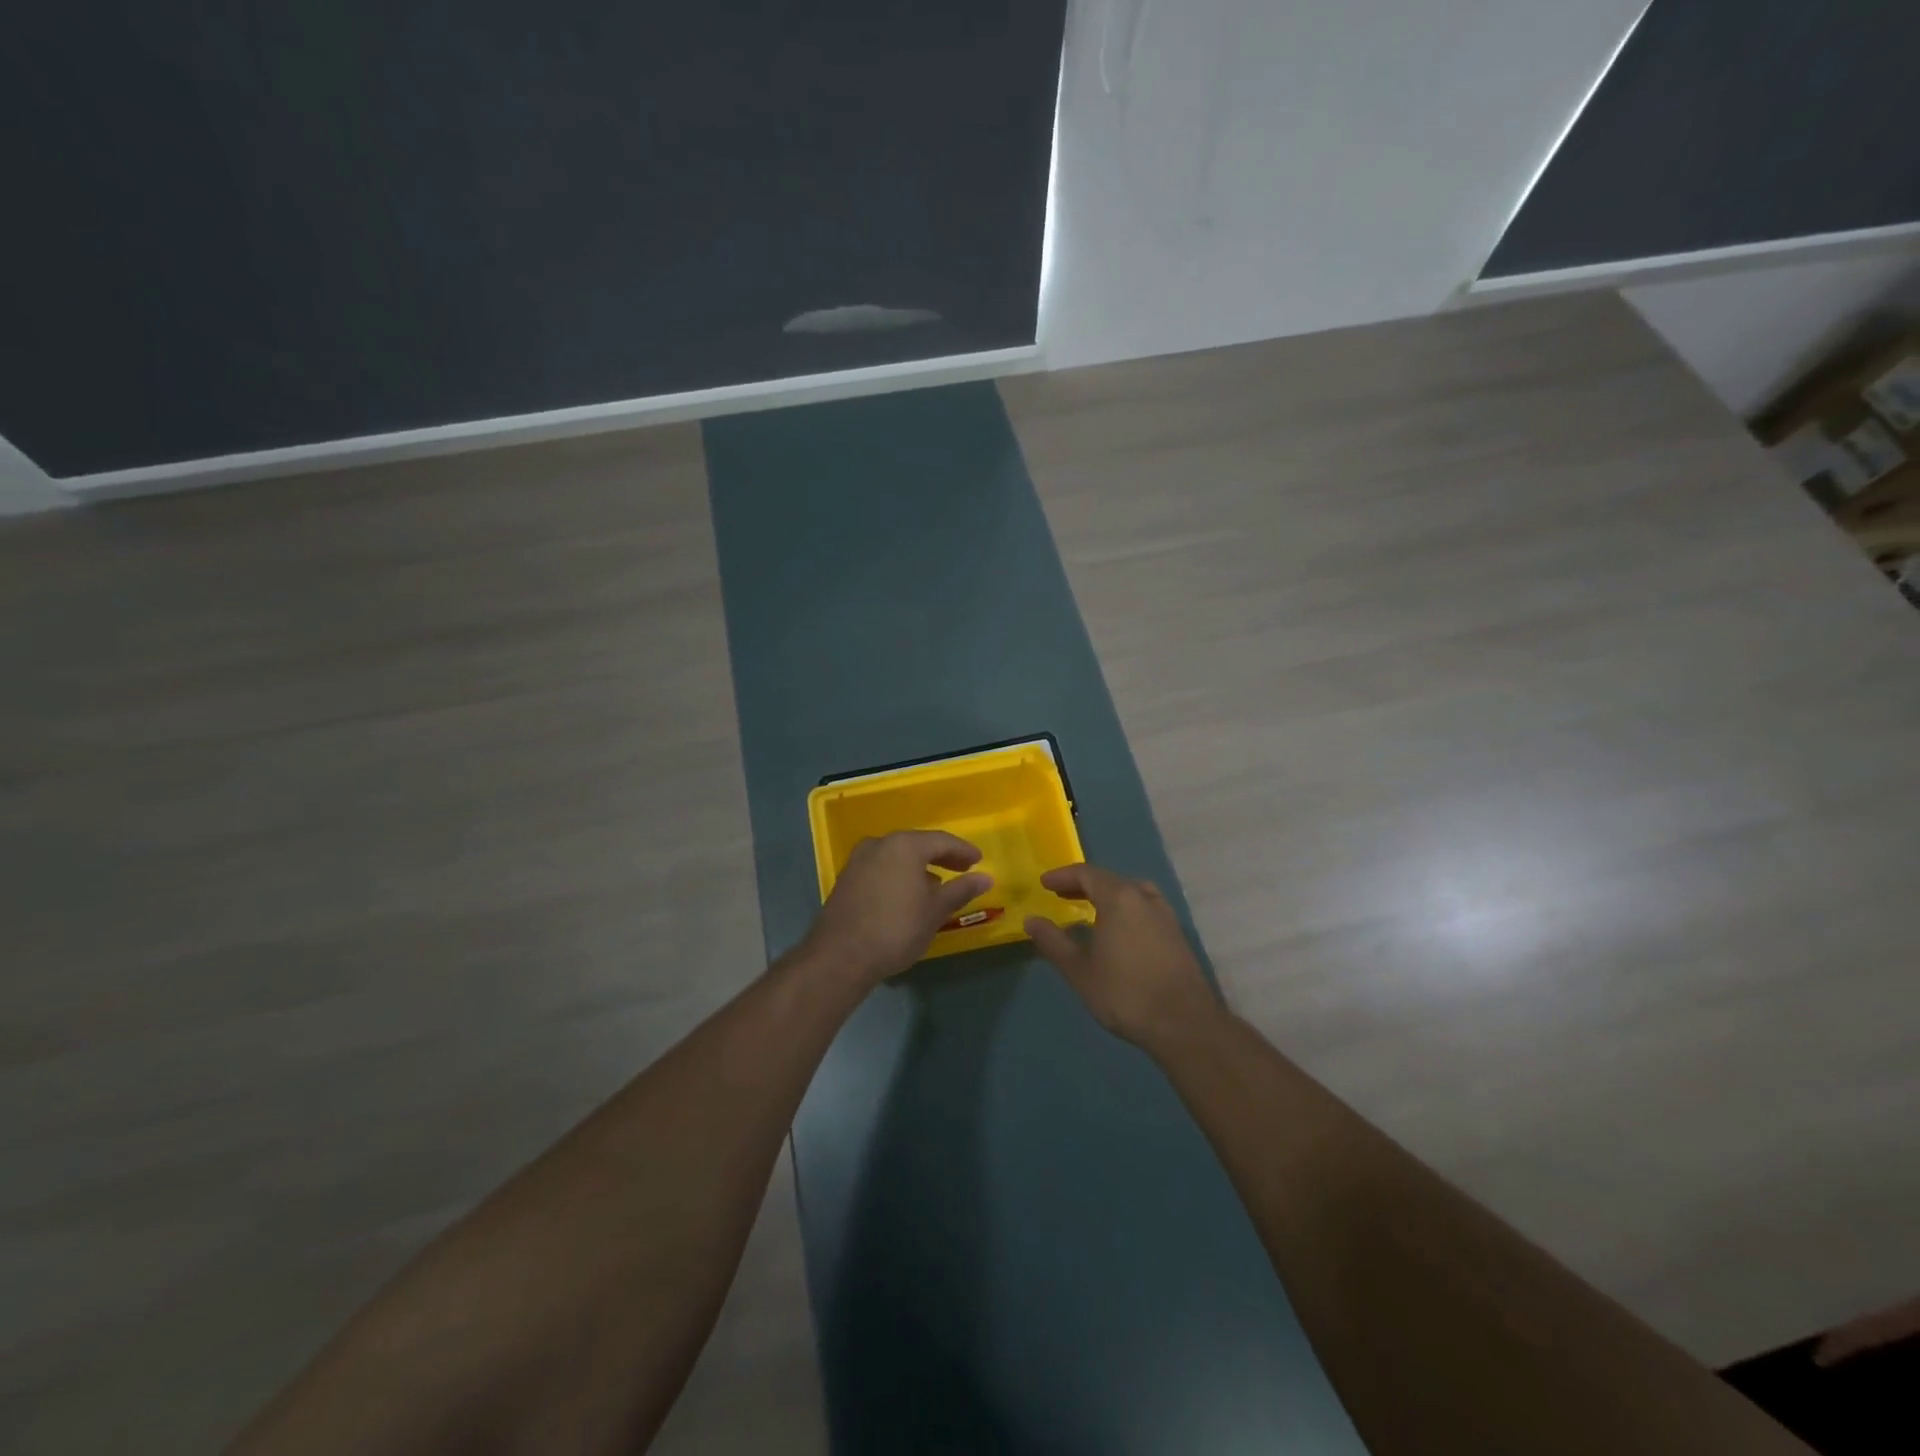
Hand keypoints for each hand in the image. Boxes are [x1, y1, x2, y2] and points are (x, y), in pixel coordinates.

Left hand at [805, 831, 993, 983]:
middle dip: (941, 857)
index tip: (979, 861)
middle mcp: (879, 844)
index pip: (941, 841)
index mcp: (904, 845)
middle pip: (917, 845)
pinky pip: (881, 869)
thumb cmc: (896, 929)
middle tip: (963, 868)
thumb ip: (961, 890)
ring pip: (897, 857)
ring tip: (937, 885)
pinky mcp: (847, 879)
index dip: (963, 850)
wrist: (841, 956)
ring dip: (919, 867)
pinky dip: (899, 875)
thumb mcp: (935, 911)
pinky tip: (908, 895)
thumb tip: (986, 878)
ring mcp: (858, 861)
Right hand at [1025, 863, 1222, 1054]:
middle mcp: (1144, 898)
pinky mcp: (1176, 934)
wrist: (1184, 1024)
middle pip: (1110, 880)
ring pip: (1131, 892)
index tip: (1044, 883)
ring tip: (1090, 908)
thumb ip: (1053, 942)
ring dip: (1107, 895)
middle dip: (1083, 884)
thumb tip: (1031, 920)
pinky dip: (1125, 908)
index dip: (1063, 876)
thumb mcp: (1079, 970)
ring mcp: (1165, 915)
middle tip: (1062, 894)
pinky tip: (1118, 930)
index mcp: (1120, 898)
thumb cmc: (1125, 993)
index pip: (1087, 874)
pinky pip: (1144, 907)